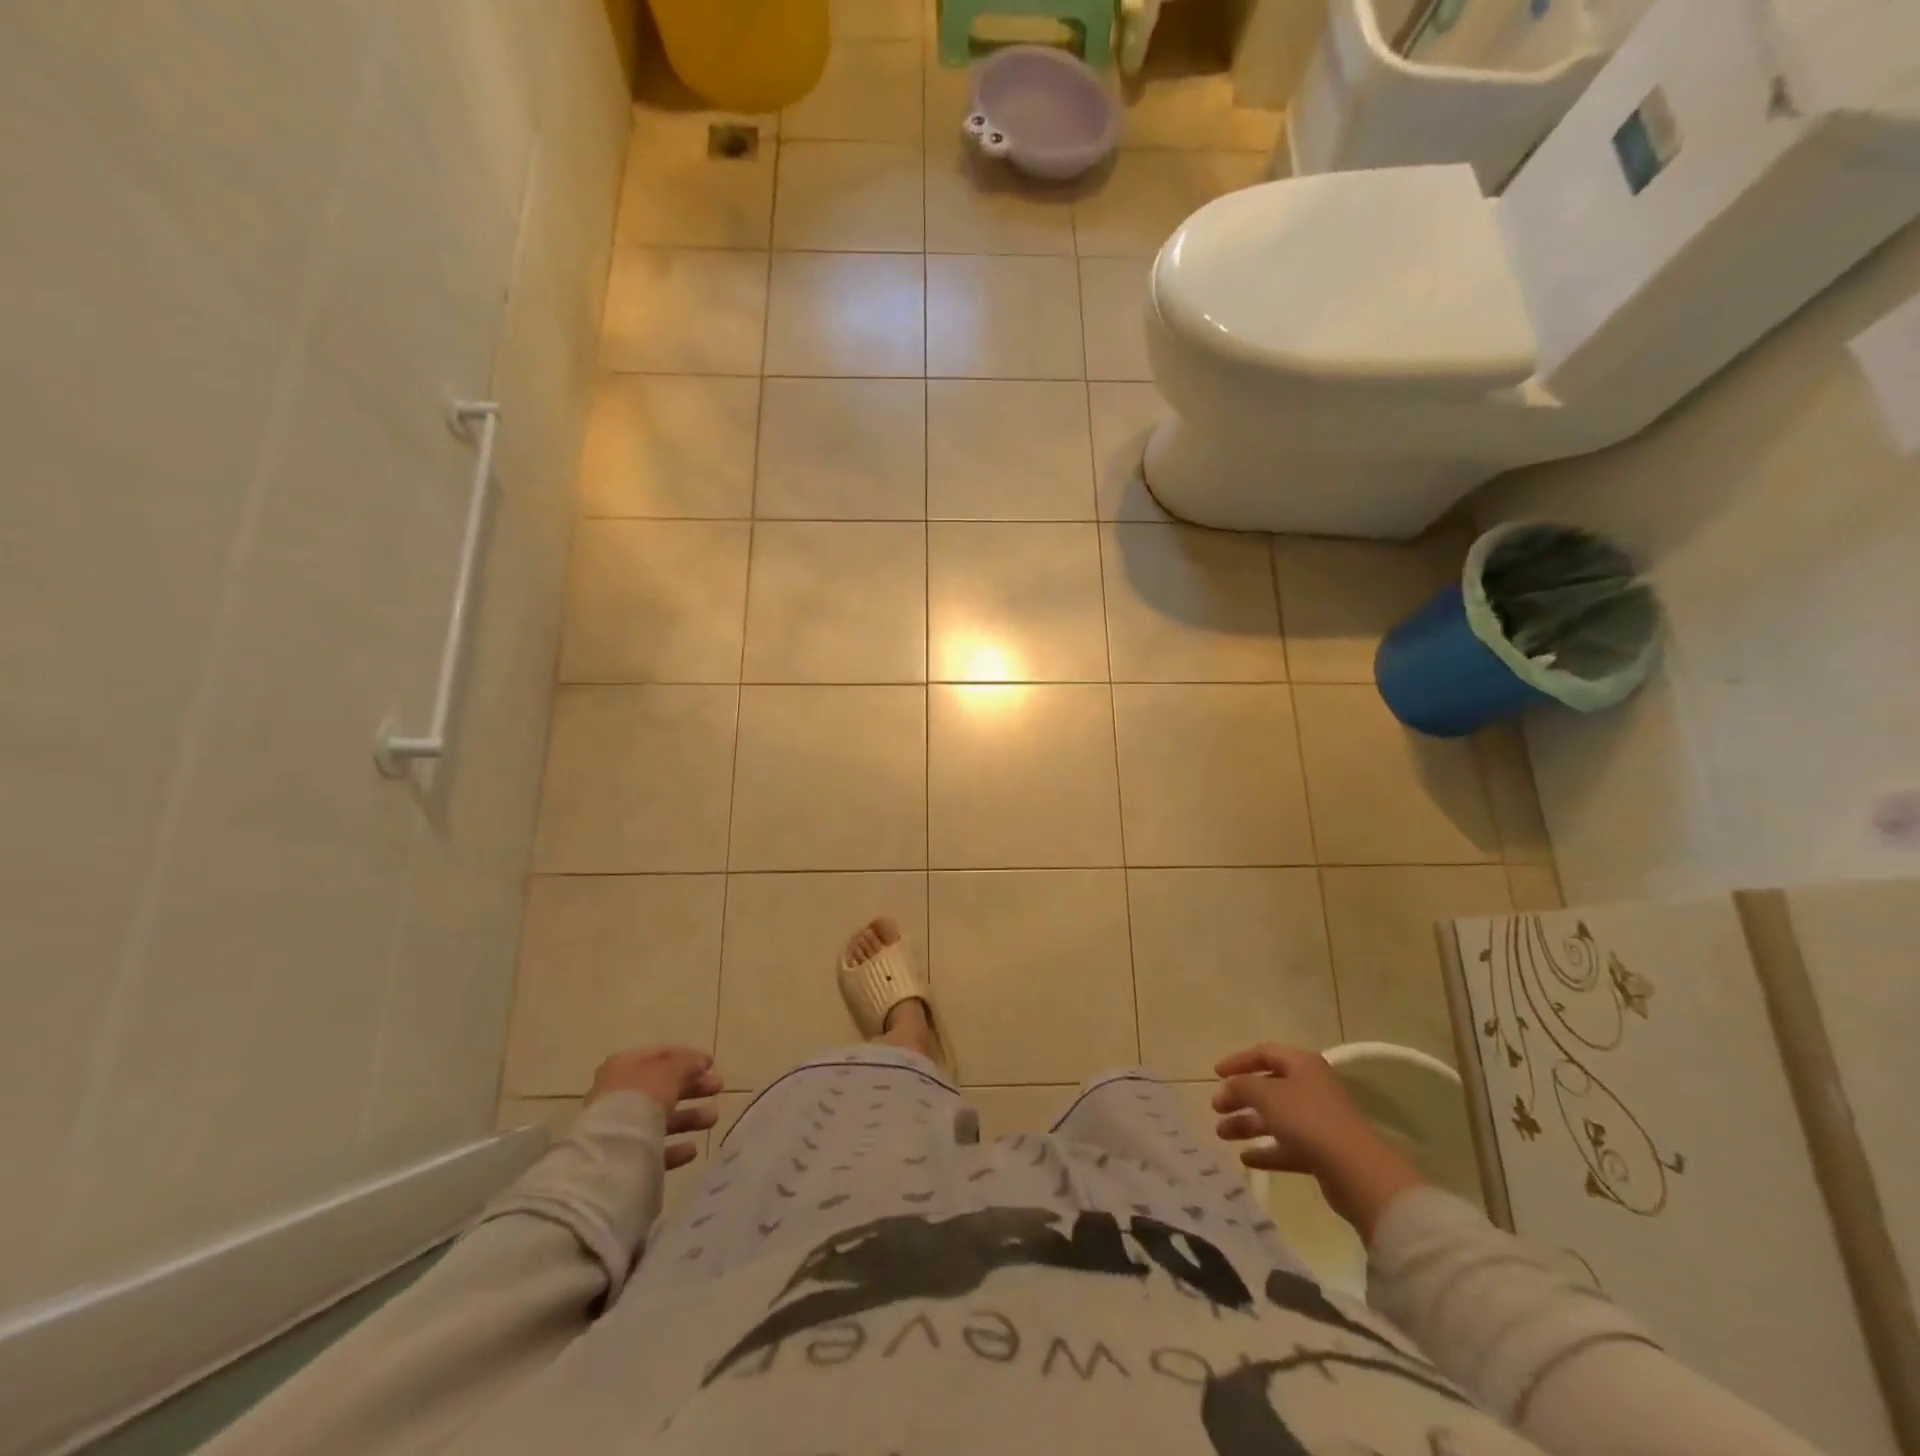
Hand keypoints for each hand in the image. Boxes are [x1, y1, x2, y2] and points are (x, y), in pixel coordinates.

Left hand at [588, 1046, 721, 1171]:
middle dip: (693, 1087)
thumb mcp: (671, 1070)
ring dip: (689, 1117)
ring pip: (660, 1117)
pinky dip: (675, 1147)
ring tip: (712, 1119)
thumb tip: (702, 1062)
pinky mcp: (623, 1158)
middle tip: (718, 1088)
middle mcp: (619, 1093)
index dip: (687, 1057)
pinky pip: (653, 1148)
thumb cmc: (642, 1098)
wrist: (612, 1152)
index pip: (660, 1055)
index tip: (711, 1064)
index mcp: (624, 1066)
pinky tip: (692, 1149)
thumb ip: (688, 1062)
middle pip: (662, 1086)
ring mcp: (619, 1127)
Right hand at [1212, 1044, 1424, 1242]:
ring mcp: (1318, 1121)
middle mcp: (1311, 1088)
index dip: (1238, 1061)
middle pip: (1268, 1087)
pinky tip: (1246, 1158)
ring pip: (1275, 1118)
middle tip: (1216, 1108)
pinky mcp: (1322, 1153)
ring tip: (1221, 1134)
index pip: (1264, 1053)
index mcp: (1302, 1065)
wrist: (1357, 1171)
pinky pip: (1287, 1147)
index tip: (1215, 1074)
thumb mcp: (1267, 1095)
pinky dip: (1266, 1150)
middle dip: (1240, 1097)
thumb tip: (1227, 1087)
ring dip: (1248, 1124)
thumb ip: (1241, 1086)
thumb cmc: (1309, 1120)